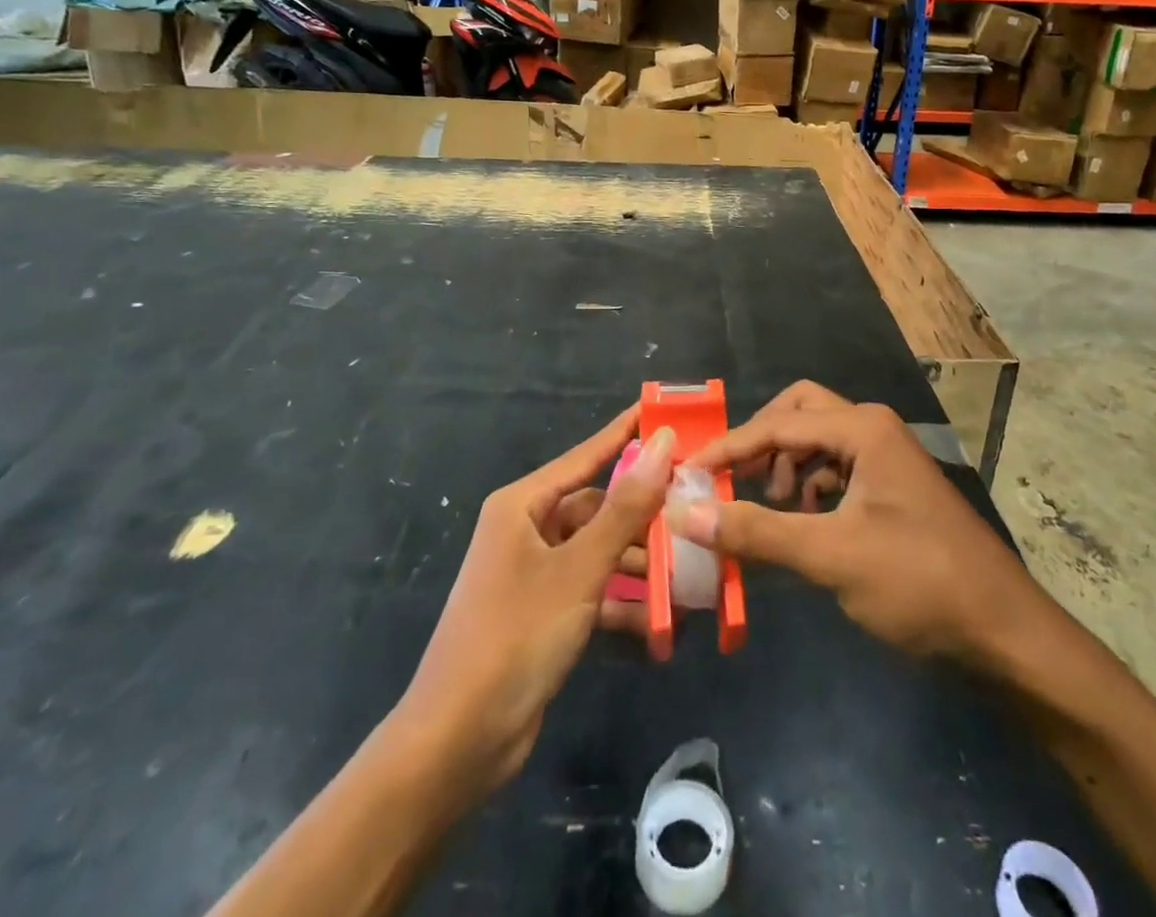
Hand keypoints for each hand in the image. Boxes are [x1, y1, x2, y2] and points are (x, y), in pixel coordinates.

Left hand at [394, 409, 672, 800]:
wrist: (457, 743)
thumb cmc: (516, 636)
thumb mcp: (578, 569)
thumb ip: (625, 507)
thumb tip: (662, 442)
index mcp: (523, 505)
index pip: (586, 455)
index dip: (627, 433)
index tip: (666, 412)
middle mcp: (528, 531)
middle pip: (598, 508)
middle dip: (645, 516)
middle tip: (698, 510)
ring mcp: (535, 575)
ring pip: (601, 552)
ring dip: (642, 565)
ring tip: (692, 570)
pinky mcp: (545, 614)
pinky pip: (594, 591)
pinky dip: (624, 603)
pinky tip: (665, 620)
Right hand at [673, 382, 1053, 665]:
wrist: (1005, 633)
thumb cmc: (919, 583)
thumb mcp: (831, 556)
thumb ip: (756, 531)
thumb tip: (684, 514)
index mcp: (861, 429)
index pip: (776, 424)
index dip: (728, 448)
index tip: (686, 473)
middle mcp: (873, 428)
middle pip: (799, 412)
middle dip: (762, 441)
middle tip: (734, 480)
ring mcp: (886, 456)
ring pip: (818, 440)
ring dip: (786, 465)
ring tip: (771, 509)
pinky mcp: (892, 486)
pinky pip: (836, 467)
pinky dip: (810, 485)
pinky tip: (804, 522)